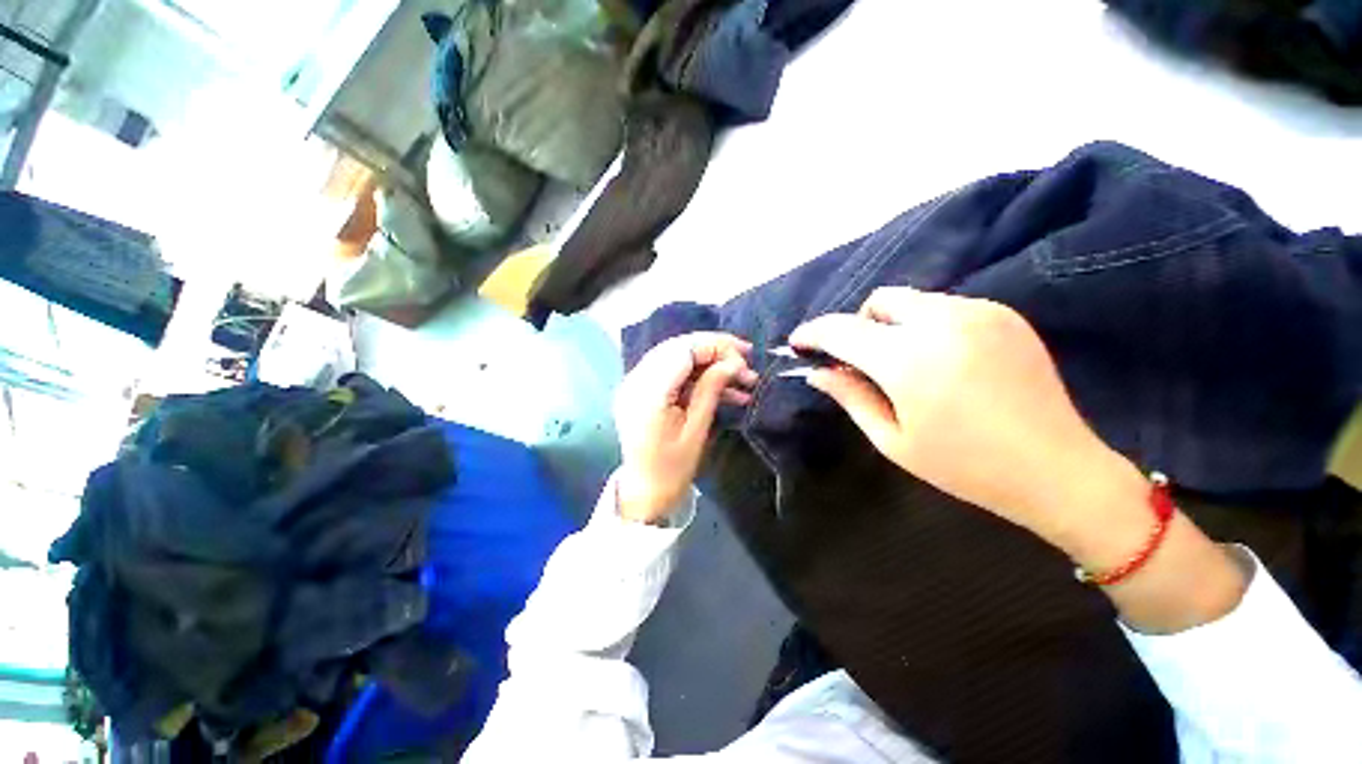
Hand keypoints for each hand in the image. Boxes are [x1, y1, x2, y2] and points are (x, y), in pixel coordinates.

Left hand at [613, 333, 757, 523]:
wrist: (645, 491)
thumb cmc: (673, 469)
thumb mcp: (697, 430)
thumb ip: (711, 389)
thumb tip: (733, 362)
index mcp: (648, 393)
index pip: (683, 350)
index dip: (716, 347)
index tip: (745, 356)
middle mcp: (636, 381)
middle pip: (678, 348)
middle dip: (715, 351)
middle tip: (746, 360)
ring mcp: (636, 384)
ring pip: (678, 358)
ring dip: (710, 364)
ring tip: (744, 380)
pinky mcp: (642, 390)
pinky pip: (672, 372)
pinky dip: (698, 377)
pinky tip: (727, 389)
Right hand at [788, 287, 1142, 545]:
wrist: (1057, 470)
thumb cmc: (964, 466)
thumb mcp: (892, 439)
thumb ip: (850, 397)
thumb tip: (817, 372)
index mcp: (909, 360)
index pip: (842, 330)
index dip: (813, 333)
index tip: (798, 343)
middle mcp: (942, 323)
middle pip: (878, 301)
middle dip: (858, 325)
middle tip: (861, 361)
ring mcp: (979, 313)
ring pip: (912, 300)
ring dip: (891, 324)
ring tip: (904, 363)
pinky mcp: (1003, 314)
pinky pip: (945, 306)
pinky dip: (925, 324)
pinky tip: (940, 359)